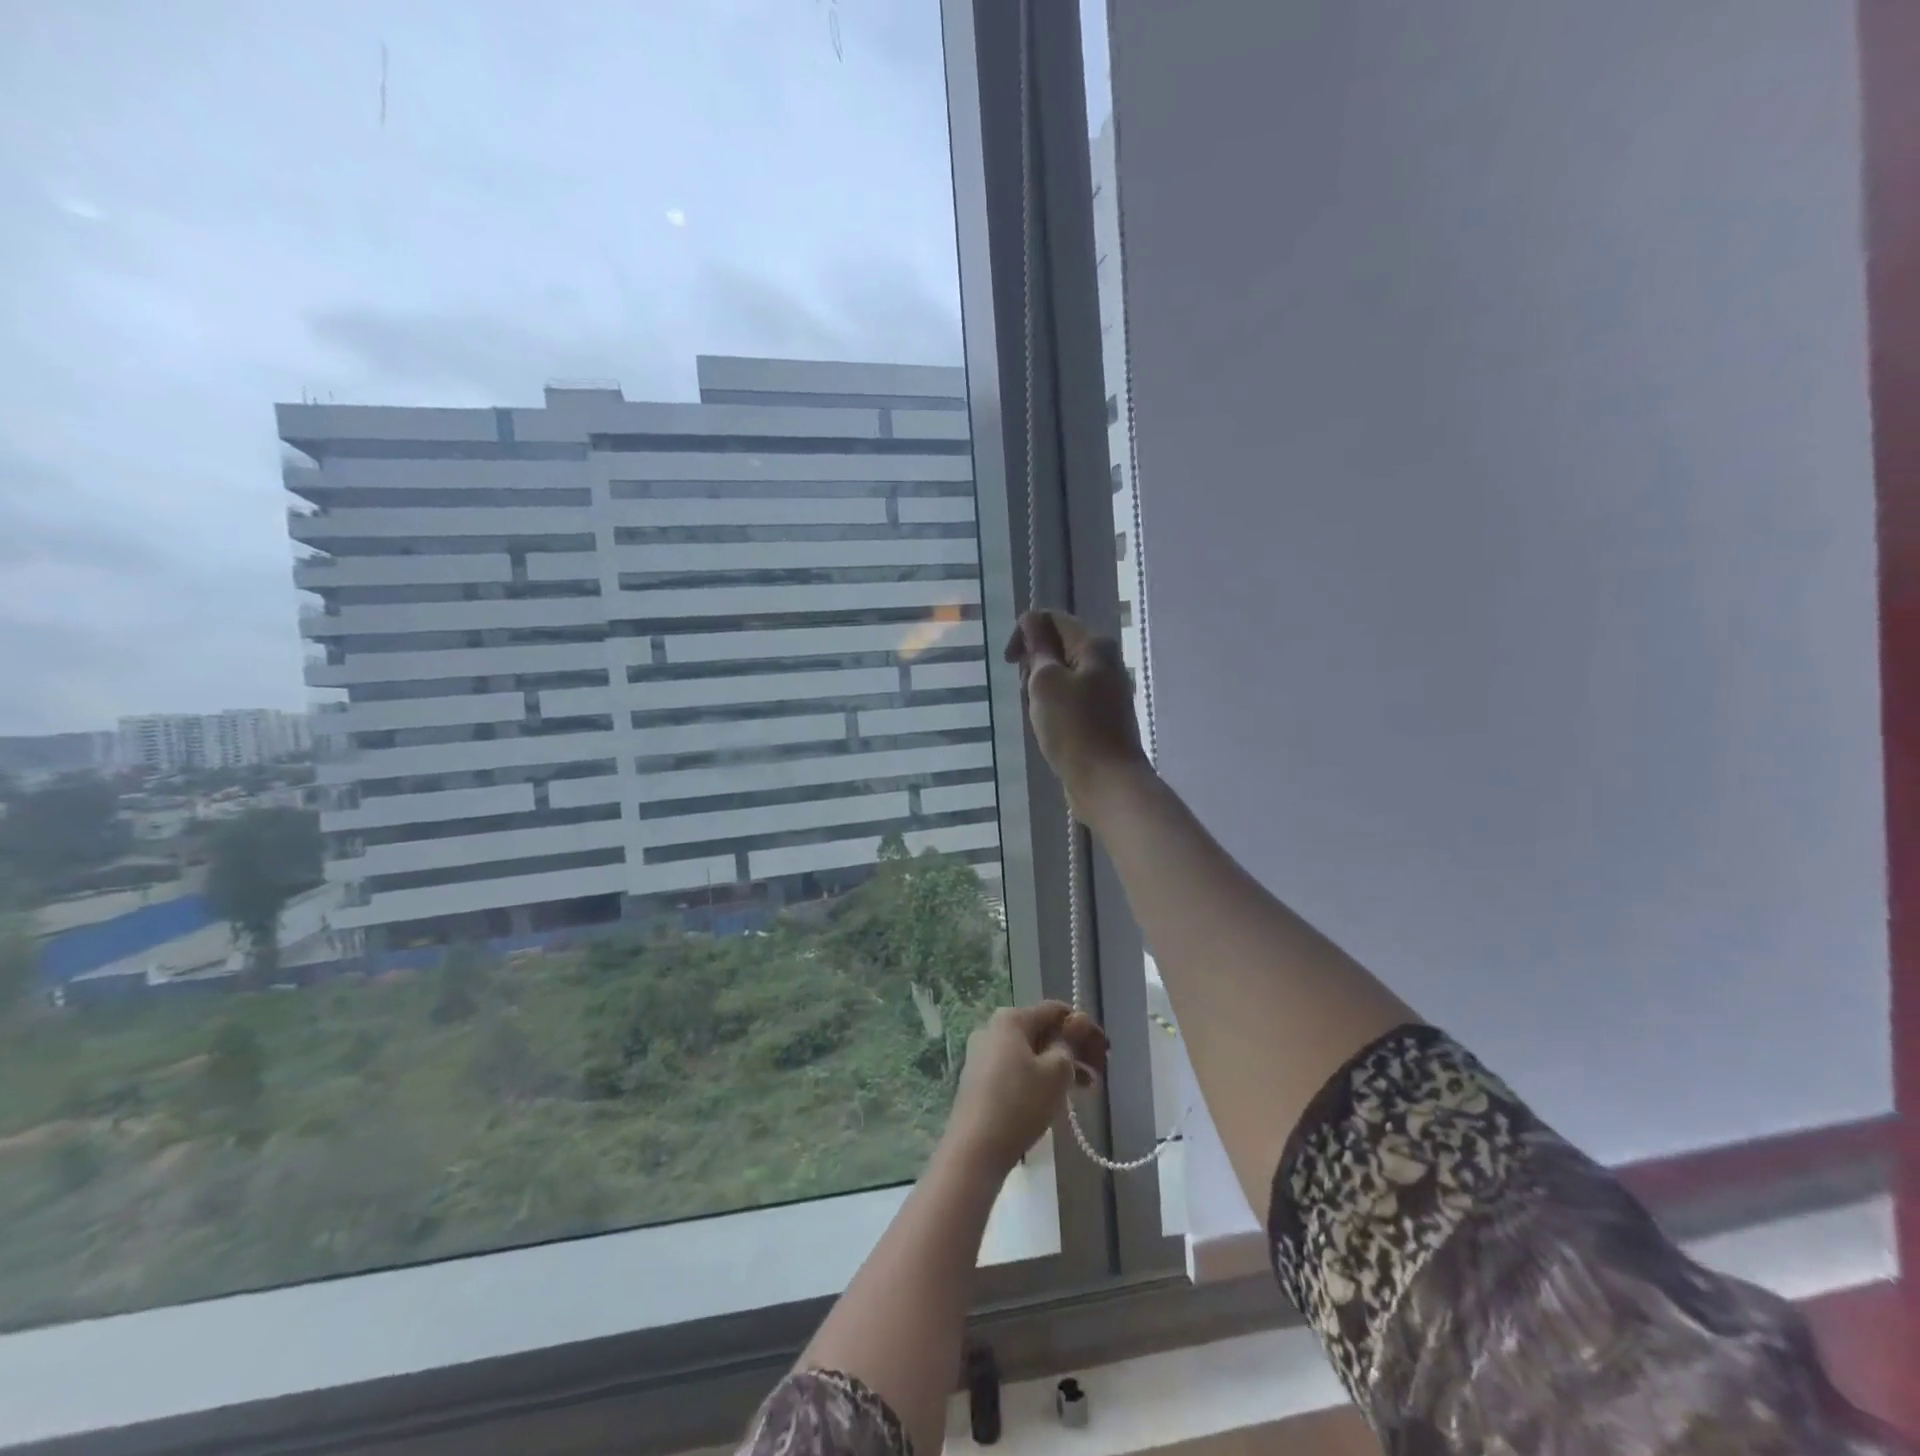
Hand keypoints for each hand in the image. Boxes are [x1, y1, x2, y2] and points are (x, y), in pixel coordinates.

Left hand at [945, 1002, 1109, 1175]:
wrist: (974, 1150)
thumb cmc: (1020, 1103)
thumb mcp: (1055, 1072)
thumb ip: (1070, 1043)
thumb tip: (1078, 1020)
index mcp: (1010, 1019)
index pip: (1055, 1010)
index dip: (1084, 1027)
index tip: (1105, 1051)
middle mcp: (993, 1029)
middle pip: (1042, 1031)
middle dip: (1073, 1049)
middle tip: (1099, 1072)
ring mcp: (983, 1055)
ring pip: (1031, 1053)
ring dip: (1060, 1066)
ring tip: (1086, 1089)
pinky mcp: (980, 1080)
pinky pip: (1017, 1068)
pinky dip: (1040, 1077)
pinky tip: (1057, 1097)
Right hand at [1003, 609, 1150, 823]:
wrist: (1107, 781)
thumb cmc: (1073, 728)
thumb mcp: (1046, 681)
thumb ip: (1037, 646)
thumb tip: (1031, 619)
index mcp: (1095, 646)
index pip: (1053, 619)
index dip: (1025, 632)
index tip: (1009, 662)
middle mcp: (1105, 662)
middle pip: (1058, 646)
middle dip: (1033, 664)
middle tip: (1027, 691)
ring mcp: (1106, 691)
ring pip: (1062, 675)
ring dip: (1041, 689)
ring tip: (1037, 714)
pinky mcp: (1102, 716)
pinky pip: (1070, 699)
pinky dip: (1054, 707)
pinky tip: (1048, 727)